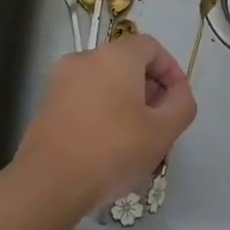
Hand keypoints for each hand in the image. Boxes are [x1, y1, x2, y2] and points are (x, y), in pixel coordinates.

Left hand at [12, 35, 197, 211]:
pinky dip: (101, 110)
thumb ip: (182, 104)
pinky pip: (84, 96)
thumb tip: (177, 92)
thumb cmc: (113, 151)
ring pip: (104, 81)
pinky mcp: (47, 103)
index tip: (177, 100)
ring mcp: (61, 80)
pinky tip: (106, 145)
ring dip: (125, 101)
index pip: (150, 46)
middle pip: (126, 63)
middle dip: (148, 88)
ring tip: (135, 138)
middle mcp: (85, 58)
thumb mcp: (164, 131)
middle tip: (159, 122)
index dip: (170, 70)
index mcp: (115, 56)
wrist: (48, 183)